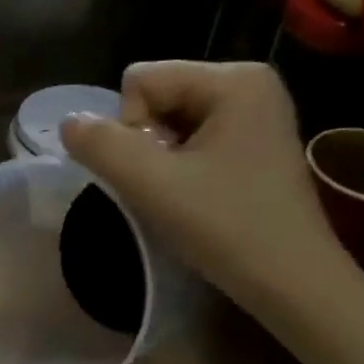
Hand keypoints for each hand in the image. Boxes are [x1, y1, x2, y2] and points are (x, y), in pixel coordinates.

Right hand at [62, 61, 355, 317]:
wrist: (294, 285)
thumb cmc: (227, 228)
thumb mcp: (152, 185)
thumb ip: (101, 146)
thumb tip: (68, 122)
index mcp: (234, 78)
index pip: (140, 81)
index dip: (129, 129)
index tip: (156, 175)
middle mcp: (250, 84)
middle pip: (157, 97)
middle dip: (147, 144)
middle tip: (169, 190)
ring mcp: (257, 115)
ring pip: (170, 122)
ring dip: (161, 161)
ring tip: (182, 198)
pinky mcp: (256, 145)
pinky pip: (194, 141)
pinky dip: (181, 169)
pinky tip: (195, 200)